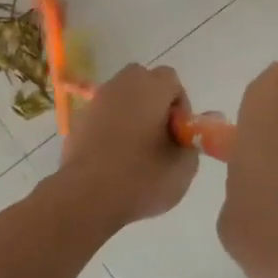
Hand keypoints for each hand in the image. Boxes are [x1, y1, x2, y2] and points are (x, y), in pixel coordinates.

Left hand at [54, 64, 198, 229]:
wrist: (86, 197)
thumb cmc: (141, 178)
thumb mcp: (183, 167)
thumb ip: (196, 138)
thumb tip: (199, 123)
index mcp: (150, 88)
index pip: (172, 80)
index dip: (180, 106)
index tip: (179, 134)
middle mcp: (121, 85)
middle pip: (143, 81)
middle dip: (154, 103)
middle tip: (160, 136)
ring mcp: (96, 101)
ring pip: (121, 97)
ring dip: (131, 114)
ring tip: (136, 149)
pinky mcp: (78, 120)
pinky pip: (102, 115)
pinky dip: (110, 127)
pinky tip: (113, 157)